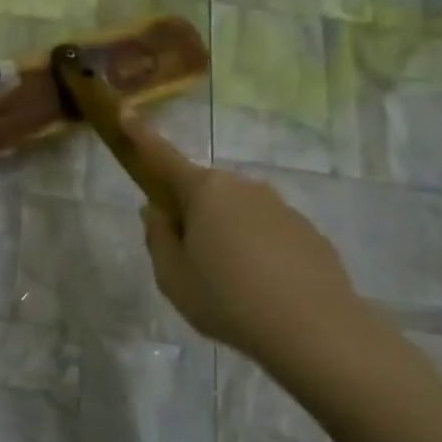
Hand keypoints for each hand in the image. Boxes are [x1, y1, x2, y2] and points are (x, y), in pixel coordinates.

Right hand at [120, 108, 370, 380]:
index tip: (126, 111)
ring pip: (236, 212)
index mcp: (204, 192)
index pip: (163, 156)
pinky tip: (262, 289)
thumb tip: (158, 212)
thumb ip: (159, 239)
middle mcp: (243, 188)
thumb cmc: (228, 300)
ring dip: (224, 233)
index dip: (141, 135)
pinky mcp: (307, 231)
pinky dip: (256, 250)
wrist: (315, 330)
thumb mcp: (173, 278)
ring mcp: (279, 207)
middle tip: (187, 259)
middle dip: (189, 212)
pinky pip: (266, 232)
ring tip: (229, 284)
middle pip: (203, 191)